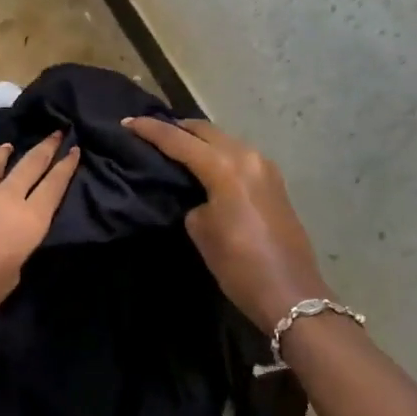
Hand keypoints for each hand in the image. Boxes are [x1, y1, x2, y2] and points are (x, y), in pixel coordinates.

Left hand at [0, 134, 80, 347]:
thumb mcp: (9, 279)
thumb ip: (17, 250)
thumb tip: (11, 236)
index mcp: (28, 224)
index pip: (54, 187)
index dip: (66, 168)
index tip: (76, 149)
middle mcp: (5, 201)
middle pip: (30, 166)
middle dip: (46, 148)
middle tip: (57, 132)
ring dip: (9, 153)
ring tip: (12, 144)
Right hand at [122, 117, 330, 331]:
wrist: (290, 292)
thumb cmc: (238, 264)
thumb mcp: (201, 230)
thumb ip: (192, 200)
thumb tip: (195, 193)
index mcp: (225, 166)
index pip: (179, 140)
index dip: (150, 130)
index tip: (126, 123)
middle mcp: (247, 156)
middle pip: (205, 130)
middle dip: (176, 128)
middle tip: (150, 133)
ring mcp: (265, 167)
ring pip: (224, 140)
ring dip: (199, 140)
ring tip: (175, 147)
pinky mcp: (274, 182)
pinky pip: (238, 155)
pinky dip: (217, 153)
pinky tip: (204, 165)